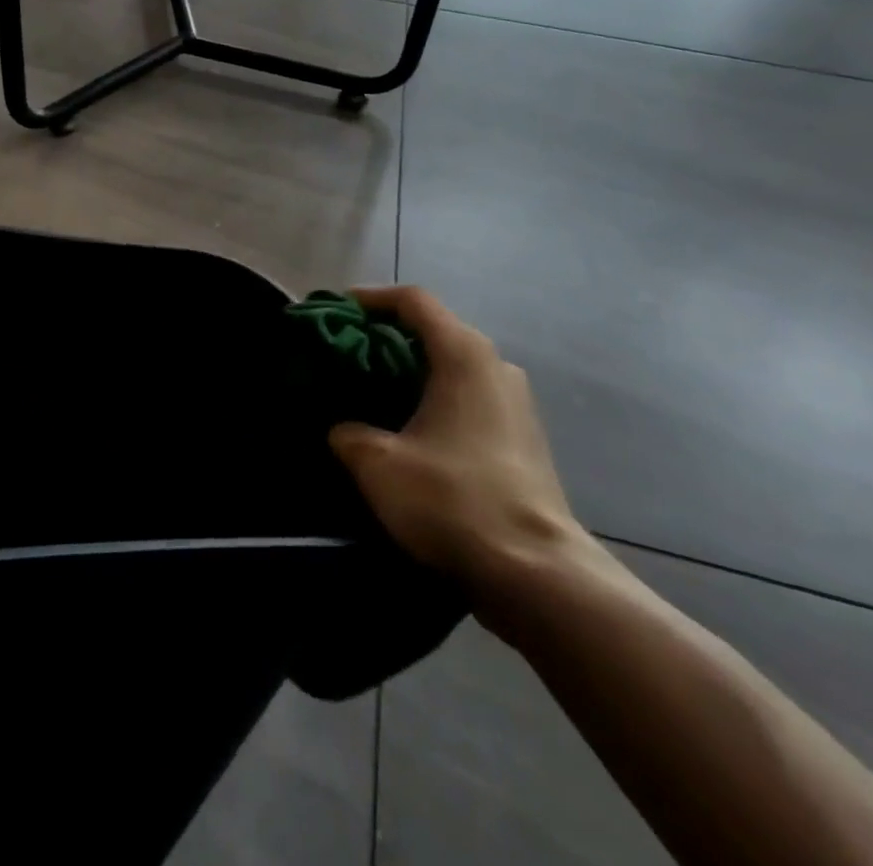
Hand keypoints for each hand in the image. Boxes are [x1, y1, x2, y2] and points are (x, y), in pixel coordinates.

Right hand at [329, 286, 592, 624]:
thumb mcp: (378, 464)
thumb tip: (342, 429)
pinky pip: (470, 397)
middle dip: (387, 337)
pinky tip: (410, 431)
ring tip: (373, 392)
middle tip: (347, 355)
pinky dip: (435, 398)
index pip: (413, 300)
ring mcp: (516, 402)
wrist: (536, 573)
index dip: (370, 298)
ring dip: (412, 371)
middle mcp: (495, 365)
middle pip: (434, 330)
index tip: (336, 311)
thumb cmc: (453, 500)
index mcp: (463, 354)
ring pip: (453, 366)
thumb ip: (348, 434)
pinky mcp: (523, 438)